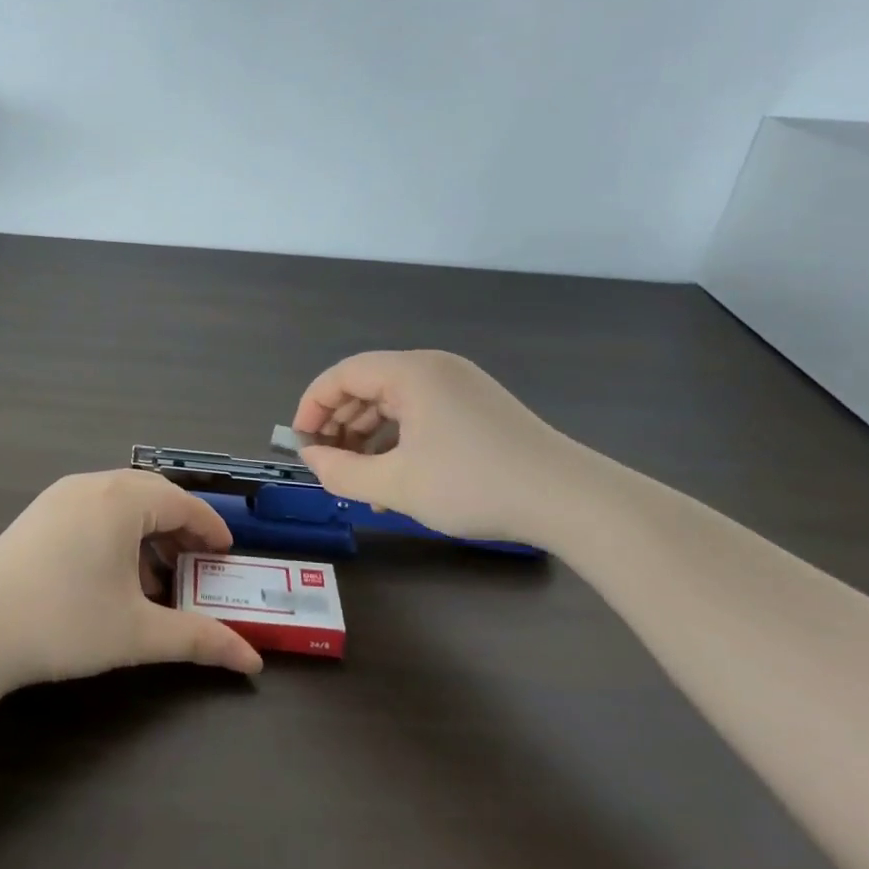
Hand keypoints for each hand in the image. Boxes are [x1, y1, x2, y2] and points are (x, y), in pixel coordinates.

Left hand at [0, 470, 263, 690]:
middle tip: (198, 563)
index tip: (226, 554)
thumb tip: (252, 661)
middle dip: (180, 527)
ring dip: (147, 530)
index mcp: (122, 499)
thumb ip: (198, 639)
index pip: (182, 502)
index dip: (210, 527)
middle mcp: (92, 485)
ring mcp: (59, 496)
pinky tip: (114, 574)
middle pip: (152, 494)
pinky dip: (117, 532)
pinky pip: (93, 509)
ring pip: (120, 500)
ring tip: (157, 577)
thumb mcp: (138, 633)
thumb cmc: (64, 623)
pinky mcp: (38, 514)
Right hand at [289, 350, 593, 544]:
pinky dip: (400, 442)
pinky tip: (396, 482)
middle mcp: (434, 369)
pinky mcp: (479, 409)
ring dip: (369, 439)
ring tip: (358, 481)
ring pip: (395, 404)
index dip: (313, 405)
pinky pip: (422, 416)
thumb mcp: (397, 485)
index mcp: (411, 372)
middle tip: (326, 463)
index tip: (299, 442)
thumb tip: (311, 458)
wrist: (569, 499)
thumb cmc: (473, 484)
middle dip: (340, 425)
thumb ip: (342, 472)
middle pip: (368, 386)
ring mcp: (460, 386)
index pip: (343, 374)